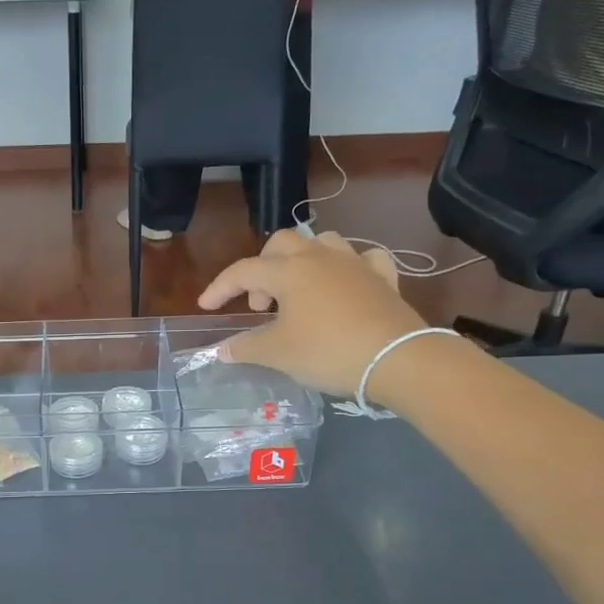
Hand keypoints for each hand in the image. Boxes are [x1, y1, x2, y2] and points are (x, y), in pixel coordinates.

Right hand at [198, 230, 429, 397]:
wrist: (397, 359)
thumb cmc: (327, 352)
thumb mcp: (278, 353)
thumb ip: (246, 347)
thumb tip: (222, 349)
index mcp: (289, 271)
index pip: (243, 271)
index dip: (220, 287)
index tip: (206, 306)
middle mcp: (320, 258)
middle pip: (282, 244)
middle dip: (263, 268)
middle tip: (261, 304)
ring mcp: (355, 264)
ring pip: (323, 244)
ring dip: (303, 261)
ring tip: (299, 292)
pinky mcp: (383, 278)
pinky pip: (363, 260)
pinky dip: (349, 269)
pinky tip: (346, 284)